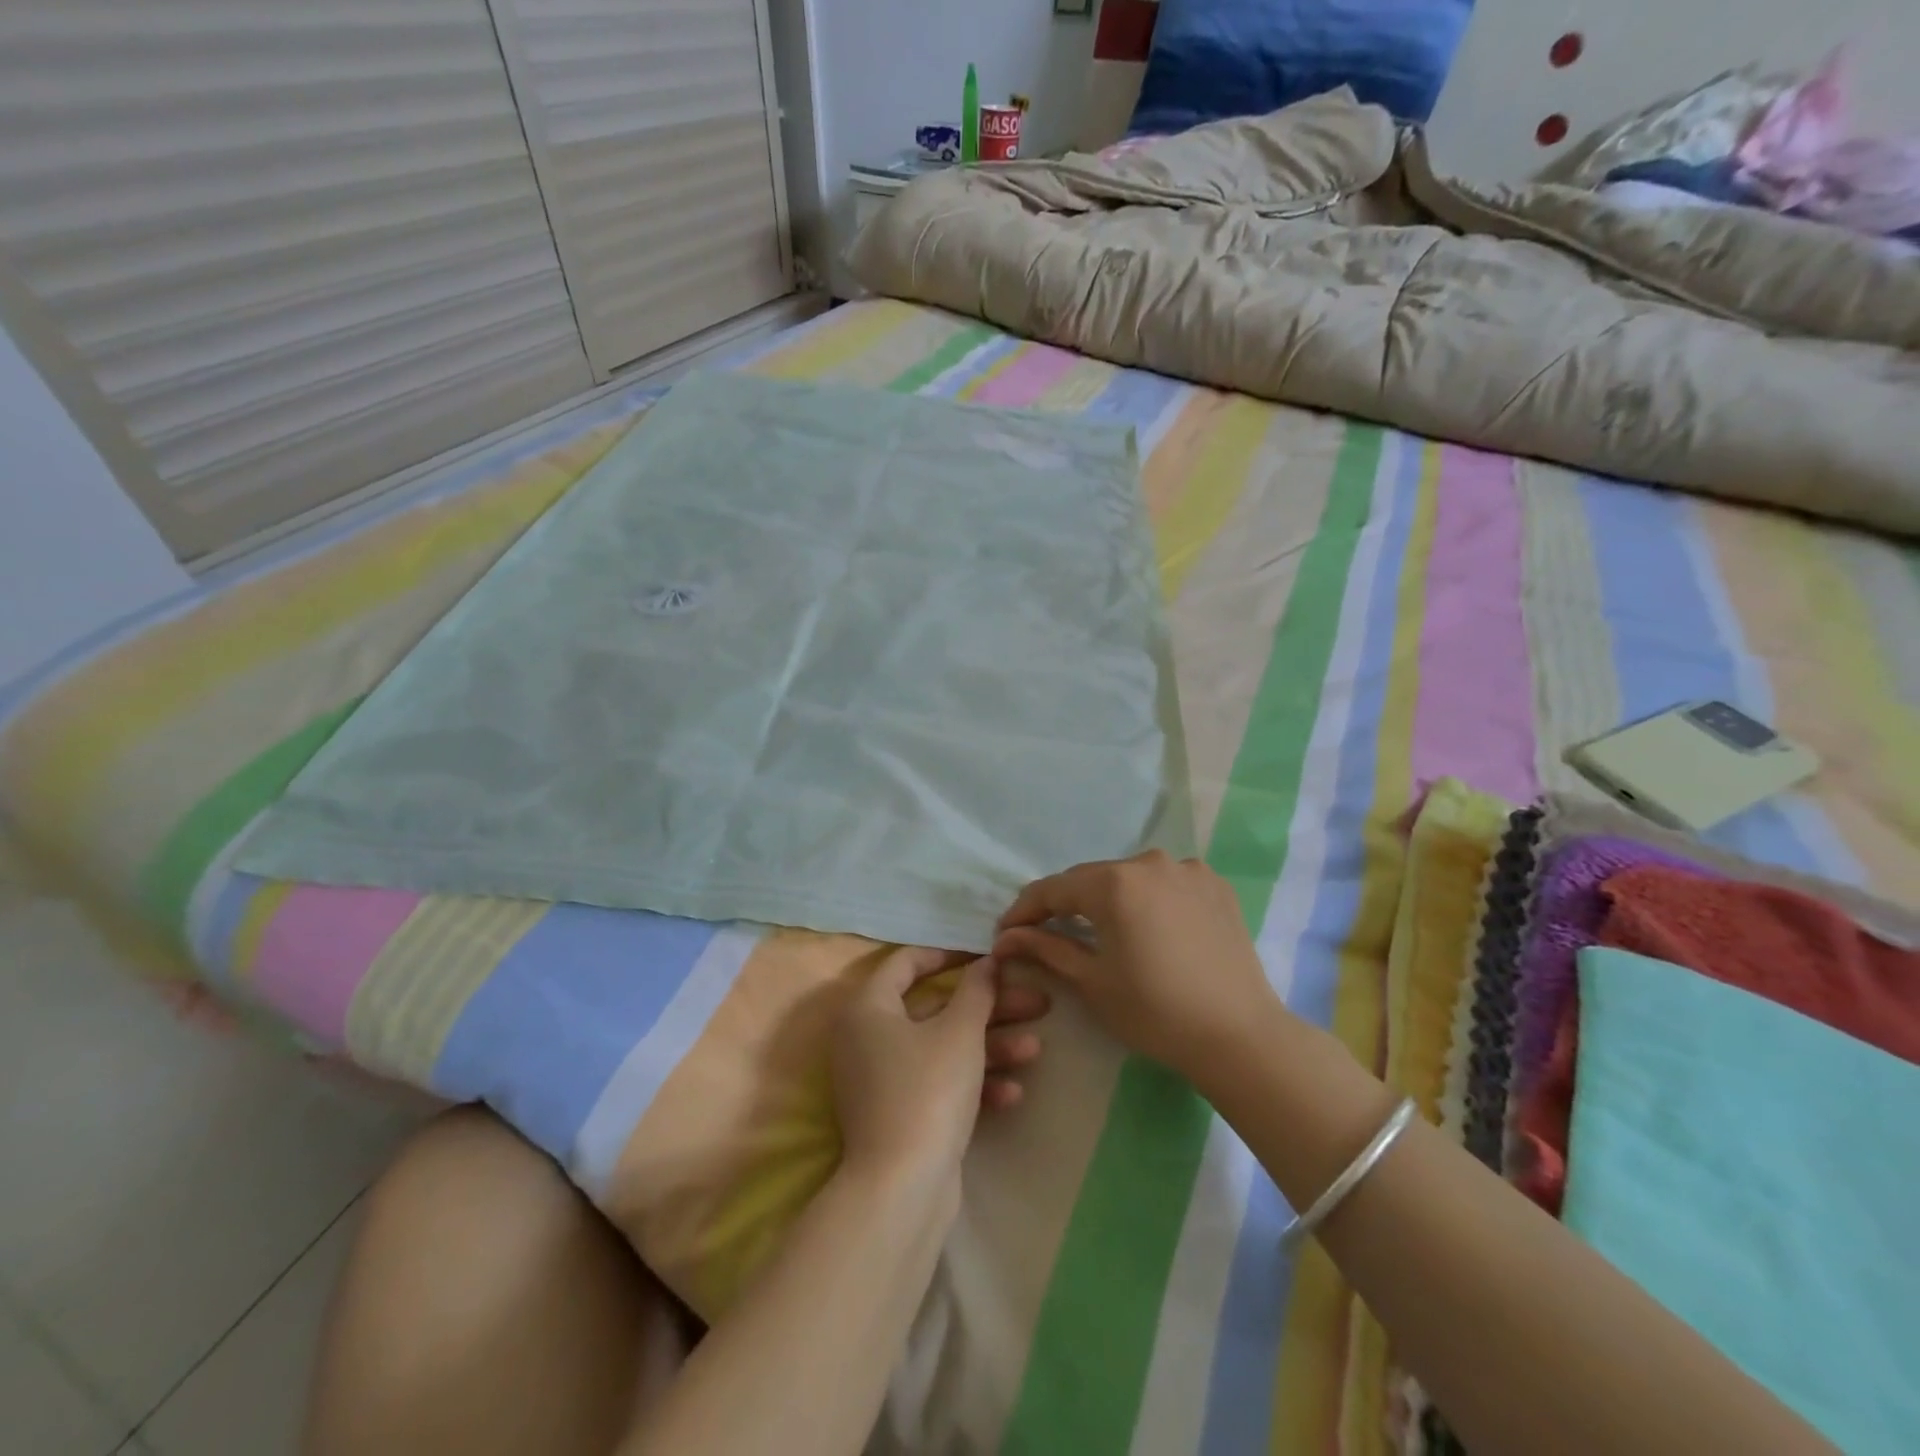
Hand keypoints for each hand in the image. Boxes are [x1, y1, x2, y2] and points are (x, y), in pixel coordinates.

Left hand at [830, 947, 1045, 1187]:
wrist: (902, 1190)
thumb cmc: (928, 1091)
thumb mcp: (959, 1032)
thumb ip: (976, 990)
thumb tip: (986, 961)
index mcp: (868, 1007)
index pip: (906, 962)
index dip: (949, 953)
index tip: (987, 956)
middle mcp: (867, 1037)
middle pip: (936, 1008)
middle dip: (989, 1007)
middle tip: (1034, 1002)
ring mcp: (882, 1079)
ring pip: (942, 1047)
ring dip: (989, 1046)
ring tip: (1035, 1048)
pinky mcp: (899, 1114)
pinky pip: (937, 1083)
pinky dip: (971, 1083)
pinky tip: (1013, 1093)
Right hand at [993, 850, 1282, 1085]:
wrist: (1239, 1036)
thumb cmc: (1154, 1011)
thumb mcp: (1092, 981)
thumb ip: (1045, 948)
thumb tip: (1005, 938)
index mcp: (1114, 882)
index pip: (1054, 889)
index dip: (1025, 910)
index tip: (1006, 933)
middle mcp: (1149, 862)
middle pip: (1093, 879)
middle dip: (1067, 904)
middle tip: (1047, 932)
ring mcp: (1188, 870)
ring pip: (1131, 879)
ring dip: (1111, 900)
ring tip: (1103, 931)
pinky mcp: (1215, 885)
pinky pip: (1167, 884)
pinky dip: (1150, 900)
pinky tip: (1150, 927)